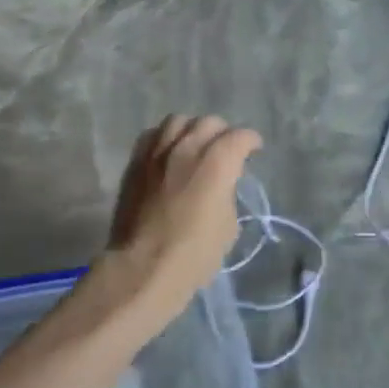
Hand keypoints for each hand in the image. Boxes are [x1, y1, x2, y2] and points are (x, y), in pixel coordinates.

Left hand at [90, 115, 262, 332]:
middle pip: (209, 123)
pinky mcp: (135, 162)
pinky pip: (152, 135)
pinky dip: (165, 138)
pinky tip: (168, 151)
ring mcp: (157, 152)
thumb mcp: (228, 226)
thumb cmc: (194, 254)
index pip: (239, 137)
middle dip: (222, 133)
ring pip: (178, 121)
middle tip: (225, 149)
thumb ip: (226, 194)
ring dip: (192, 129)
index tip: (253, 149)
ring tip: (194, 144)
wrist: (143, 266)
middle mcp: (187, 148)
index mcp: (217, 163)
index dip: (250, 141)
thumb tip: (220, 185)